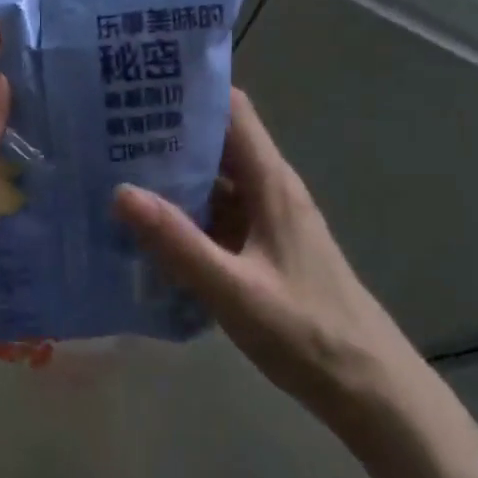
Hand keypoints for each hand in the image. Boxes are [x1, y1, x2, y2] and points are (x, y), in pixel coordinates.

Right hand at [113, 88, 418, 436]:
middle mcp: (269, 190)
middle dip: (166, 133)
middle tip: (107, 131)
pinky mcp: (260, 248)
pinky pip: (215, 216)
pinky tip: (145, 228)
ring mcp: (265, 220)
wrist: (370, 391)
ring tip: (113, 172)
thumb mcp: (234, 291)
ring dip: (170, 176)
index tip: (139, 86)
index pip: (232, 110)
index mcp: (270, 183)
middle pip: (216, 142)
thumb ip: (178, 243)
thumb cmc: (308, 333)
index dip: (190, 91)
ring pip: (212, 181)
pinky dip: (182, 214)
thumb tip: (120, 192)